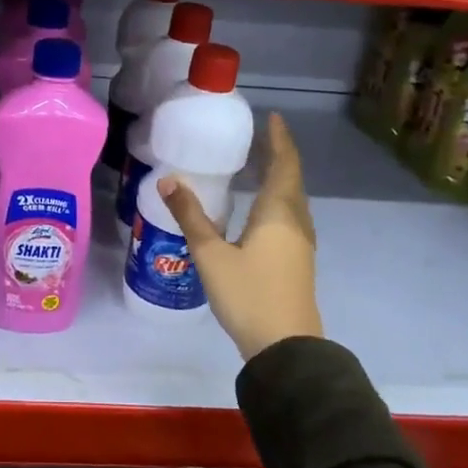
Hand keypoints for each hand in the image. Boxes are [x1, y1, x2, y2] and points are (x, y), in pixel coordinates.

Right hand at [158, 112, 321, 360]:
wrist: (286, 348)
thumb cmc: (248, 295)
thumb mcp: (211, 255)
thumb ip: (190, 217)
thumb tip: (167, 180)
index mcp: (278, 214)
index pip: (284, 165)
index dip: (279, 141)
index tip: (274, 118)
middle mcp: (295, 223)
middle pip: (292, 180)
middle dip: (279, 157)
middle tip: (261, 138)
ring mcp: (300, 244)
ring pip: (293, 201)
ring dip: (280, 179)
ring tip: (260, 167)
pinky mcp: (297, 262)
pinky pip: (290, 217)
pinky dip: (278, 201)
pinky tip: (261, 212)